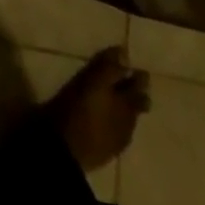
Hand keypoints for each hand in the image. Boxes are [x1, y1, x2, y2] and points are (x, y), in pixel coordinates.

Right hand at [48, 46, 151, 171]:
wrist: (66, 150)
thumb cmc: (78, 107)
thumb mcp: (92, 81)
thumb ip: (110, 67)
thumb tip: (125, 53)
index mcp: (126, 102)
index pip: (138, 85)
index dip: (138, 75)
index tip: (136, 67)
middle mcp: (127, 120)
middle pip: (138, 104)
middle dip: (137, 93)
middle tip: (132, 82)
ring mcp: (118, 139)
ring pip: (130, 120)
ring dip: (128, 109)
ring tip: (120, 101)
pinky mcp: (107, 152)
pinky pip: (119, 133)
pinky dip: (118, 123)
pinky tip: (109, 121)